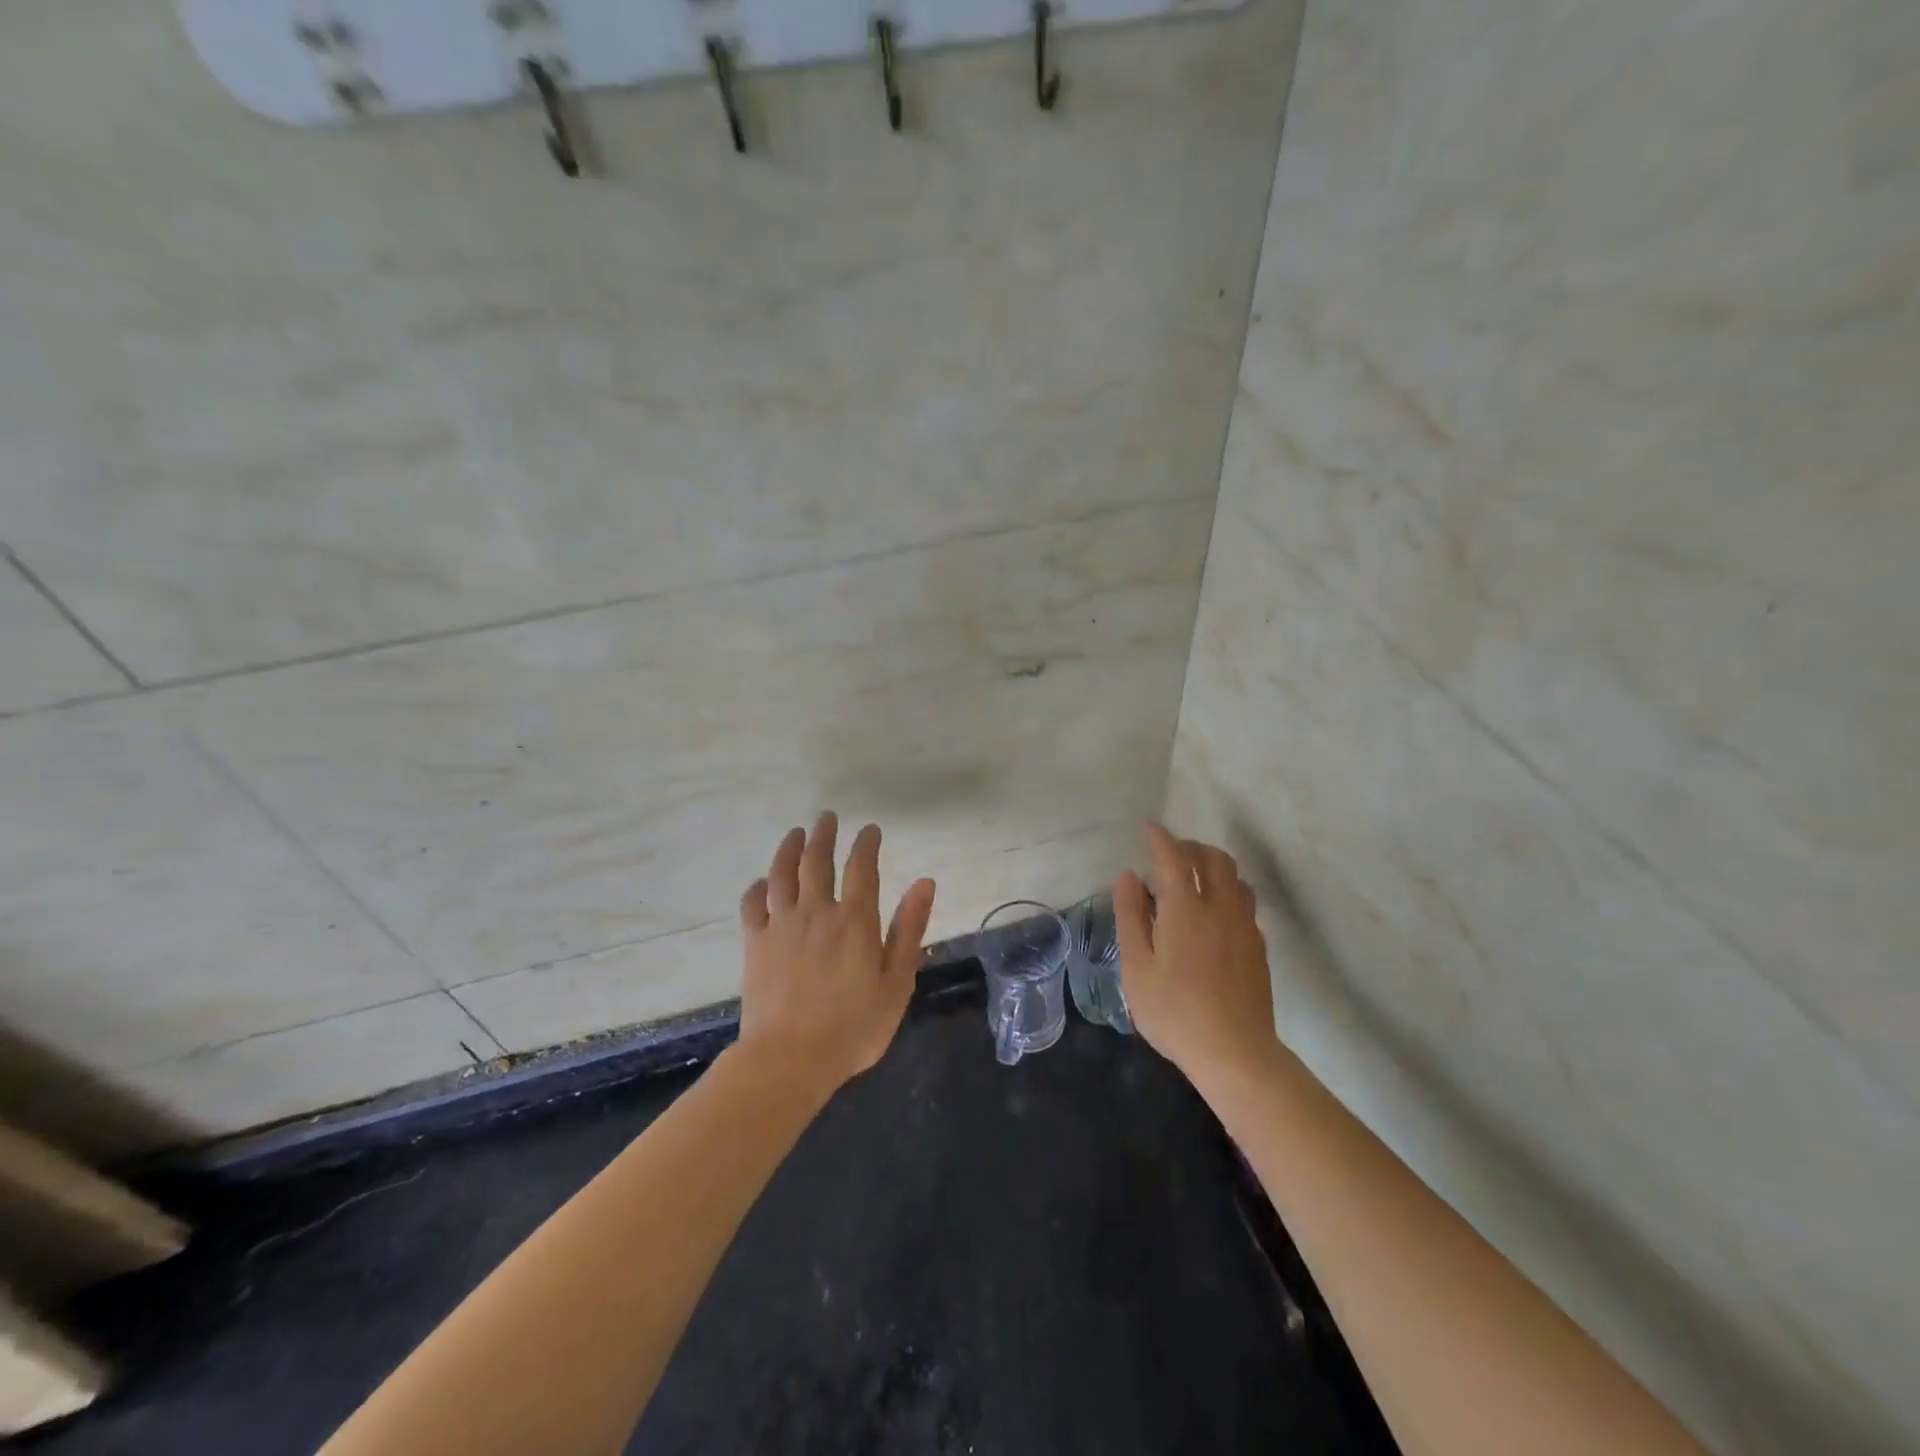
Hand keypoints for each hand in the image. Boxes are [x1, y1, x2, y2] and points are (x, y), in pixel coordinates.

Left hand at [736, 813, 936, 1090]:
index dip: (866, 843)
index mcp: (855, 920)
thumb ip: (909, 929)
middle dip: (823, 835)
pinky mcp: (755, 944)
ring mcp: (781, 925)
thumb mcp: (897, 982)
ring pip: (782, 874)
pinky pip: (752, 905)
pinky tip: (762, 883)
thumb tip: (925, 882)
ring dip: (789, 848)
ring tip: (795, 833)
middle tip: (826, 818)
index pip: (861, 868)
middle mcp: (816, 912)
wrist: (790, 1059)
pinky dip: (757, 888)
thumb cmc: (854, 1027)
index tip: (869, 829)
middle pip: (817, 861)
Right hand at [1113, 823, 1276, 1079]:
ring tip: (1195, 879)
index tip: (1148, 827)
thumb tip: (1126, 876)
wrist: (1235, 1053)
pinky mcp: (1259, 948)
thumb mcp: (1136, 966)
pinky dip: (1228, 892)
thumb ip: (1130, 916)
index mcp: (1185, 909)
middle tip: (1171, 853)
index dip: (1160, 838)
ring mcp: (1245, 927)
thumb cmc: (1174, 1011)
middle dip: (1192, 847)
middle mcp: (1220, 908)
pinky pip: (1245, 903)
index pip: (1173, 857)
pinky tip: (1214, 914)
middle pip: (1214, 859)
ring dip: (1214, 867)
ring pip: (1236, 878)